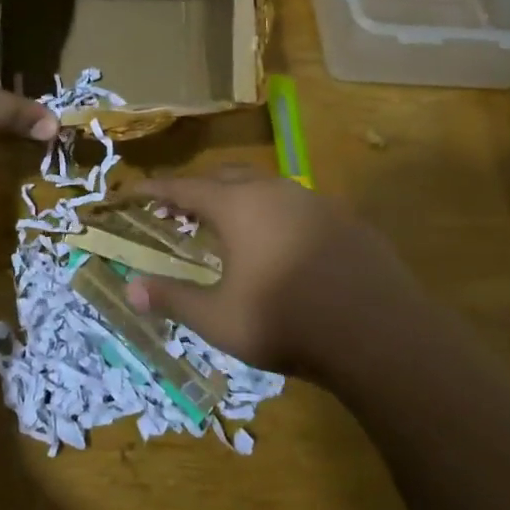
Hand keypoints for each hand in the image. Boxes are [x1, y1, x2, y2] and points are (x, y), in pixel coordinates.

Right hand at [124, 169, 422, 375]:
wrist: (379, 333)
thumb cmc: (286, 321)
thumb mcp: (219, 319)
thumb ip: (173, 299)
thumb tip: (130, 289)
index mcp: (238, 206)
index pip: (183, 187)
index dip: (154, 189)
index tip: (130, 192)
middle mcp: (274, 191)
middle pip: (225, 176)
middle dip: (198, 188)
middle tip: (179, 208)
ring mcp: (315, 201)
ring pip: (266, 186)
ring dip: (239, 198)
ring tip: (229, 225)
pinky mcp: (345, 220)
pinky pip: (297, 206)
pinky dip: (274, 215)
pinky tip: (280, 245)